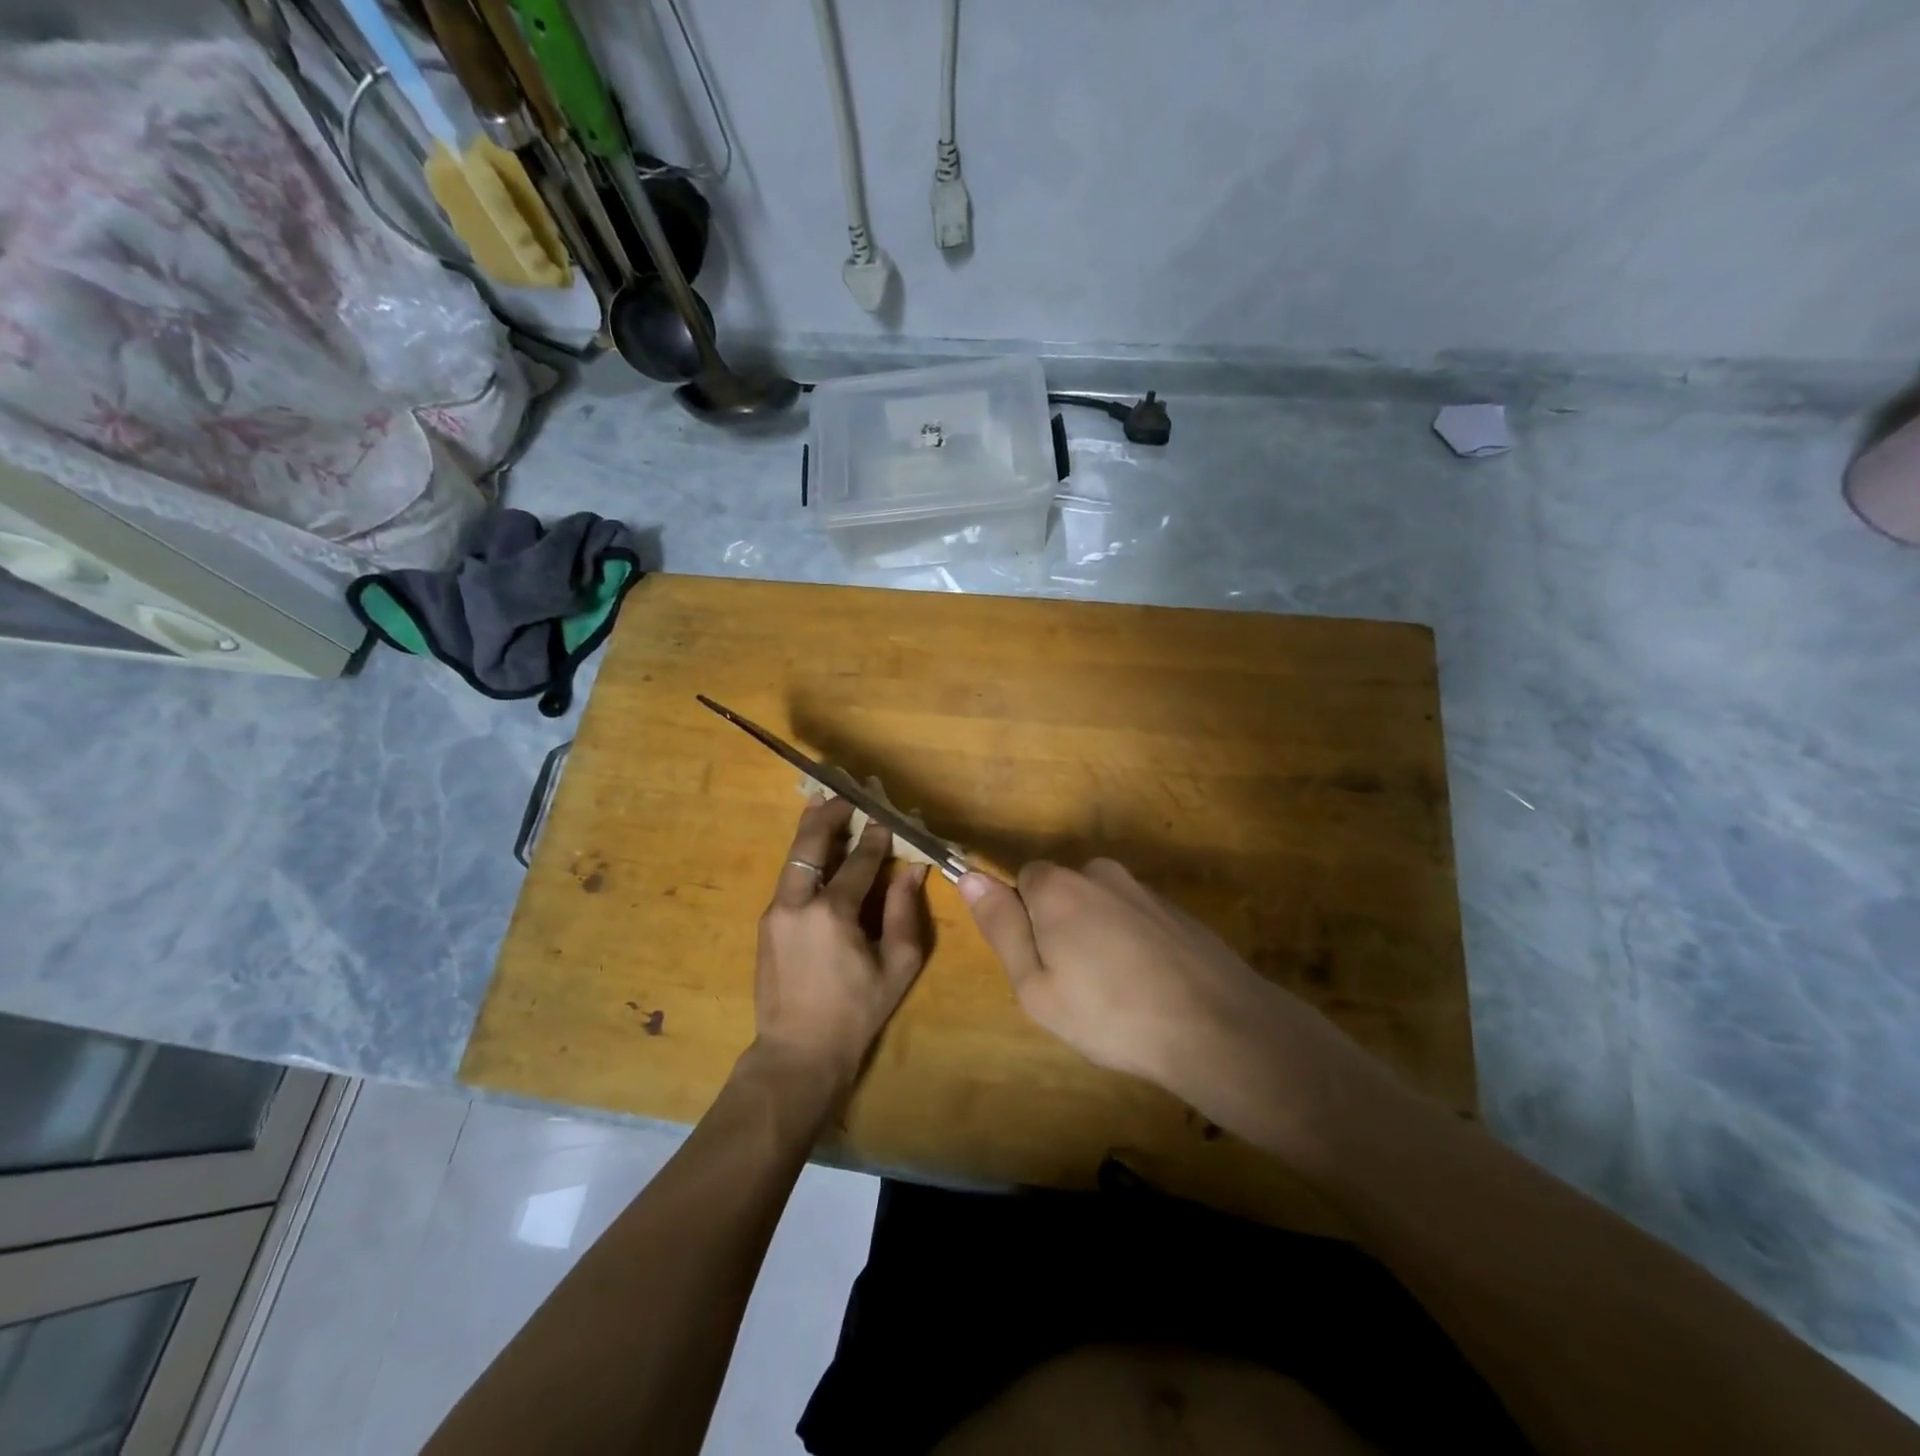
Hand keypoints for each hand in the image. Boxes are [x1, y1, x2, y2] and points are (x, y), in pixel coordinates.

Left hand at [752, 796, 929, 1093]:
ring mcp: (776, 912)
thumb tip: (912, 869)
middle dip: (831, 814)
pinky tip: (814, 851)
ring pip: (793, 857)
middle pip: (811, 844)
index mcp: (833, 913)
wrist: (797, 1052)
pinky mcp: (766, 924)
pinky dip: (803, 857)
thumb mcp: (896, 966)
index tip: (886, 815)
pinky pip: (788, 879)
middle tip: (846, 793)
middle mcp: (798, 903)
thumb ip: (904, 912)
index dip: (876, 836)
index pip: (859, 860)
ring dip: (810, 830)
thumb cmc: (856, 1012)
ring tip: (822, 803)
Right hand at [958, 859, 1260, 1092]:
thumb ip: (1001, 926)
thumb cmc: (1110, 1014)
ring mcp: (1143, 890)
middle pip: (1063, 891)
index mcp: (1059, 887)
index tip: (1040, 964)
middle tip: (1074, 986)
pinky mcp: (1176, 911)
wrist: (1218, 1027)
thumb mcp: (1036, 985)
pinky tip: (1148, 988)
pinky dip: (1132, 946)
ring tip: (1115, 995)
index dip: (1024, 921)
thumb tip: (969, 876)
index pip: (1023, 880)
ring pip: (1100, 908)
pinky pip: (1134, 920)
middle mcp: (1100, 874)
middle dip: (1060, 928)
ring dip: (1098, 939)